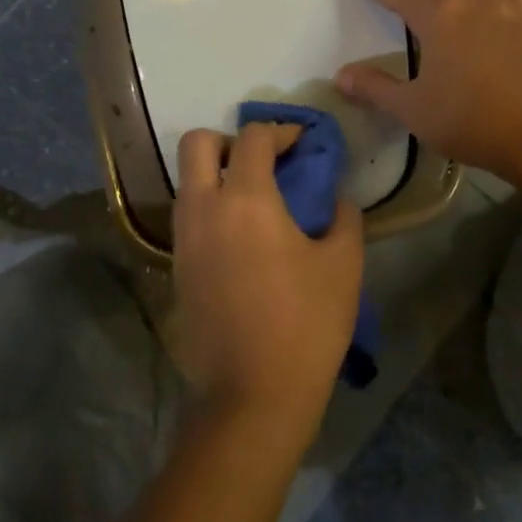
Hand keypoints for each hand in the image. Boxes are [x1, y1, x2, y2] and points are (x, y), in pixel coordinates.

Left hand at [170, 123, 364, 458]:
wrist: (253, 391)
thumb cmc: (307, 324)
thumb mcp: (343, 265)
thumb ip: (343, 218)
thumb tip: (335, 199)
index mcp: (246, 200)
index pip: (255, 139)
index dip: (281, 130)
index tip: (302, 141)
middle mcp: (204, 209)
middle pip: (198, 144)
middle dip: (230, 140)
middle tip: (263, 161)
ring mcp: (183, 239)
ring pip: (187, 182)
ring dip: (217, 175)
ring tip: (255, 199)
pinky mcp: (177, 268)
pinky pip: (187, 217)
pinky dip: (210, 208)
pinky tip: (242, 236)